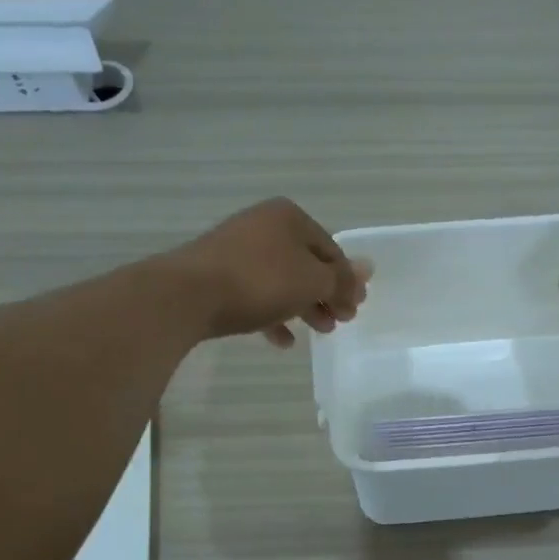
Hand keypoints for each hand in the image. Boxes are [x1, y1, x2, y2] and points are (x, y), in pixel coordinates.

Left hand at [164, 198, 369, 346]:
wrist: (188, 294)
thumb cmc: (260, 281)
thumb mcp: (312, 281)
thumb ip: (341, 278)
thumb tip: (370, 268)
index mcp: (288, 217)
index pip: (331, 249)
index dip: (347, 280)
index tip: (355, 309)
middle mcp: (262, 226)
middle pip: (306, 264)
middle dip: (326, 295)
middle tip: (341, 322)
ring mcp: (237, 250)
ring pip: (281, 281)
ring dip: (304, 307)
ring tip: (319, 332)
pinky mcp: (217, 276)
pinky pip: (255, 295)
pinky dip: (273, 315)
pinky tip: (283, 341)